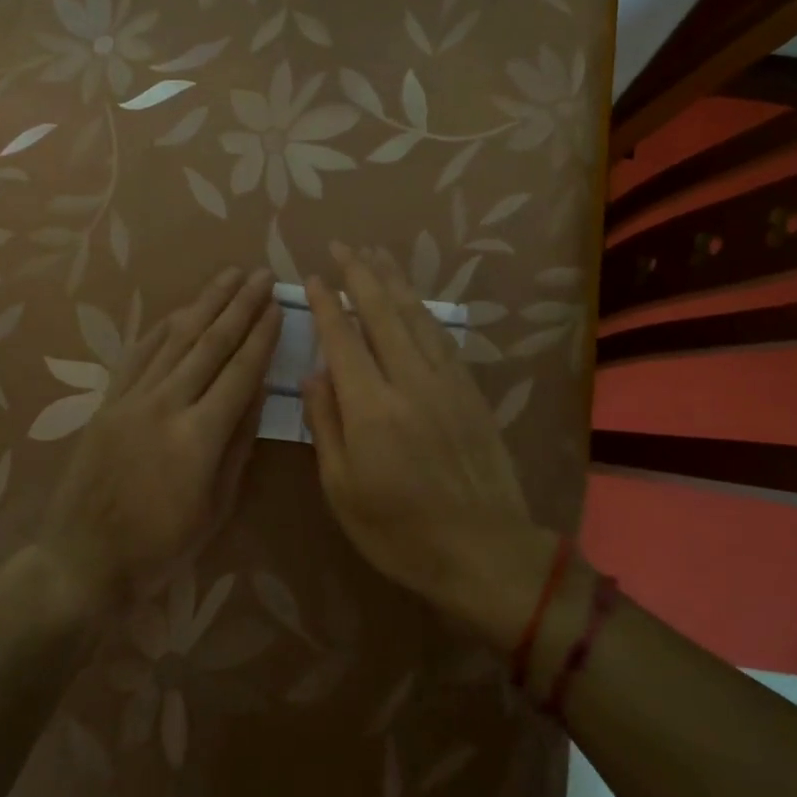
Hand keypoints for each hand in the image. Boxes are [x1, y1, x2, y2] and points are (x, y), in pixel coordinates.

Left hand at [38, 267, 278, 609]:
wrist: (82, 560)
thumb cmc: (160, 546)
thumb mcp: (216, 506)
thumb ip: (238, 445)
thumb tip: (257, 394)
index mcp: (199, 435)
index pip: (240, 371)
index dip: (262, 336)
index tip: (278, 306)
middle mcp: (166, 405)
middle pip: (210, 343)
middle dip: (240, 305)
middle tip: (261, 275)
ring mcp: (132, 399)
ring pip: (175, 339)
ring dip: (204, 303)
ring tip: (228, 276)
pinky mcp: (108, 402)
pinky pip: (138, 354)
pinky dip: (161, 328)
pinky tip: (179, 311)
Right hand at [301, 244, 554, 647]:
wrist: (483, 550)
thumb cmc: (400, 531)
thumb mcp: (343, 490)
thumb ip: (325, 425)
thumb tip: (313, 374)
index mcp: (371, 408)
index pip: (343, 339)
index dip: (327, 304)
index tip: (313, 276)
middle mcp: (409, 381)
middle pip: (382, 313)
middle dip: (360, 275)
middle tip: (343, 246)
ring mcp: (446, 382)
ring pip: (416, 317)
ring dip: (395, 283)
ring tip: (377, 256)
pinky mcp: (471, 390)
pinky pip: (443, 338)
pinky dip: (424, 312)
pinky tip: (416, 302)